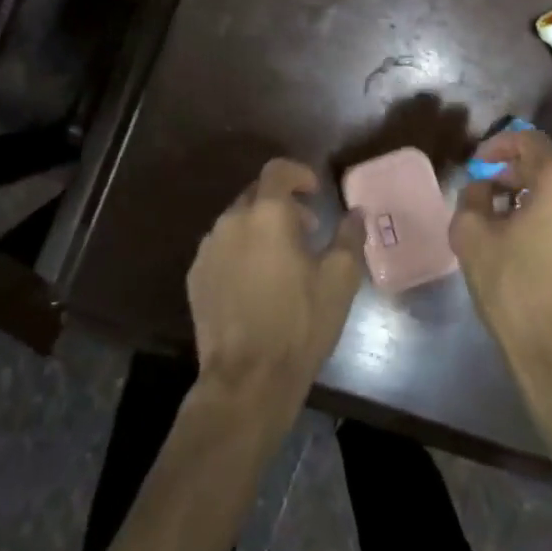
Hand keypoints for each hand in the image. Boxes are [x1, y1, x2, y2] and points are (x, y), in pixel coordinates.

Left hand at [188, 159, 364, 407]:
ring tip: (281, 260)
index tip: (315, 192)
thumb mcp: (339, 280)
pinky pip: (221, 248)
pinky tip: (255, 283)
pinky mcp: (196, 276)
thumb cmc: (299, 323)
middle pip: (256, 195)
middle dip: (283, 204)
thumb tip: (356, 213)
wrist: (247, 379)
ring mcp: (208, 249)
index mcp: (267, 214)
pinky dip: (240, 251)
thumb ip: (349, 237)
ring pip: (237, 222)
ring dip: (260, 228)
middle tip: (307, 230)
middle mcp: (232, 221)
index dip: (298, 174)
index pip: (278, 171)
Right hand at [450, 128, 551, 372]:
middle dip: (522, 172)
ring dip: (548, 196)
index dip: (498, 147)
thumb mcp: (471, 236)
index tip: (479, 165)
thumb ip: (472, 196)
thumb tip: (483, 187)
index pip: (528, 140)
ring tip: (522, 220)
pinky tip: (550, 245)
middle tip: (496, 192)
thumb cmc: (515, 288)